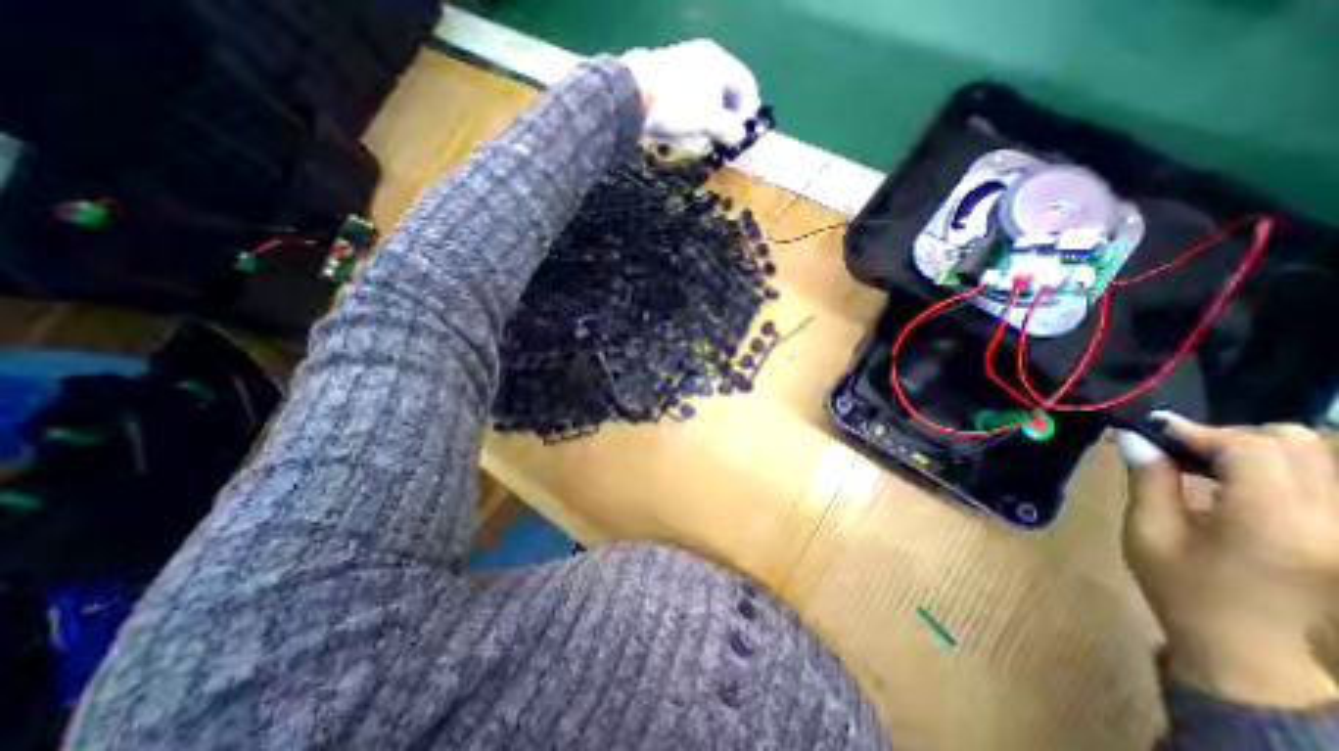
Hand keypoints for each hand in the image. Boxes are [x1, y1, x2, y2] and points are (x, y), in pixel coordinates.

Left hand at [618, 38, 758, 146]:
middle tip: (724, 140)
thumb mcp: (708, 120)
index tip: (741, 136)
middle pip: (727, 91)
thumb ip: (729, 129)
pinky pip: (691, 99)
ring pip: (708, 97)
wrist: (632, 94)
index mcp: (719, 62)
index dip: (748, 113)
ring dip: (711, 120)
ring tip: (705, 139)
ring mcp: (685, 68)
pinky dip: (695, 116)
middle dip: (729, 118)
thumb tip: (739, 136)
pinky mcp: (669, 80)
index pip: (746, 85)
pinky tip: (688, 132)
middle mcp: (704, 60)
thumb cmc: (677, 105)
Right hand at [1121, 413, 1338, 706]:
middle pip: (1297, 443)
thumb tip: (1132, 436)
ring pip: (1319, 457)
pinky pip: (1323, 479)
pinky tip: (1233, 483)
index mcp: (1273, 522)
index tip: (1150, 430)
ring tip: (1203, 464)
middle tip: (1178, 449)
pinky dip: (1275, 467)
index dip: (1195, 430)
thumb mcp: (1149, 532)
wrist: (1253, 655)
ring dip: (1253, 449)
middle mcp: (1332, 521)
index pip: (1251, 447)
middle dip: (1229, 435)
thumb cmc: (1185, 591)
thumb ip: (1149, 480)